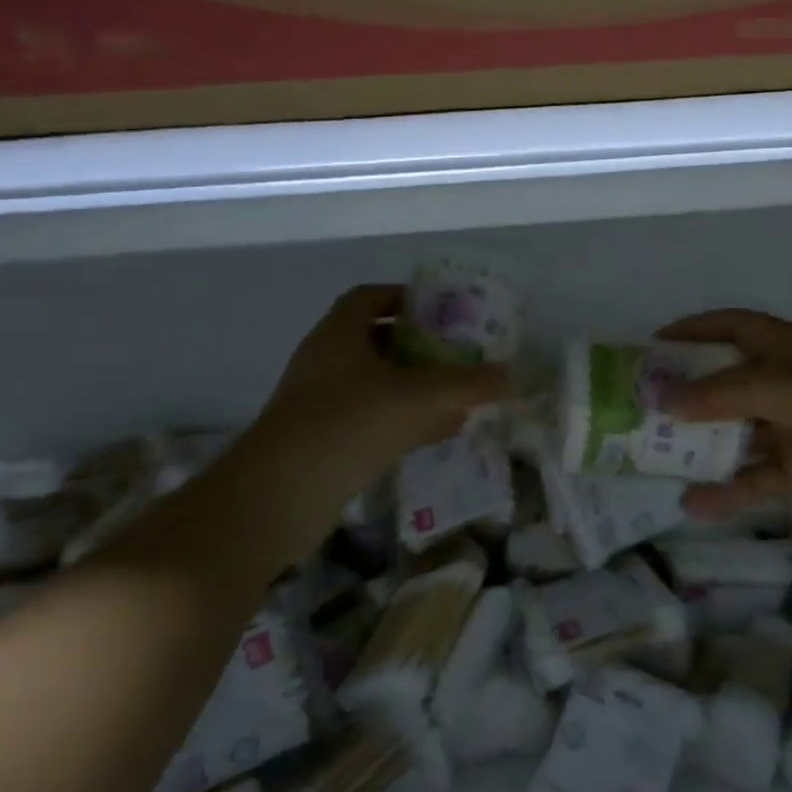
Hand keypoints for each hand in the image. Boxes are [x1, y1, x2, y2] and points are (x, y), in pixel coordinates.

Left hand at [222, 286, 508, 547]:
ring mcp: (321, 402)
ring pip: (376, 383)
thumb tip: (509, 377)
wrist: (282, 493)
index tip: (440, 310)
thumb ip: (468, 384)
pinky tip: (439, 432)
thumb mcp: (420, 396)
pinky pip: (371, 419)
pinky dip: (404, 419)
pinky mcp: (323, 440)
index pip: (369, 297)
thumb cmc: (350, 422)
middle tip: (458, 355)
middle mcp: (326, 361)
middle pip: (376, 340)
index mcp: (340, 333)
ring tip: (458, 395)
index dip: (404, 297)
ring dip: (415, 386)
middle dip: (419, 346)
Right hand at [658, 309, 791, 533]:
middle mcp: (784, 383)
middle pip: (723, 382)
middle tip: (636, 408)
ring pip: (733, 433)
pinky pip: (754, 478)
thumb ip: (724, 394)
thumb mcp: (790, 391)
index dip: (691, 332)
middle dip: (683, 393)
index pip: (729, 327)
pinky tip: (693, 504)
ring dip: (698, 444)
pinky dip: (727, 490)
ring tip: (650, 457)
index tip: (649, 346)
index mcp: (785, 349)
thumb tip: (661, 397)